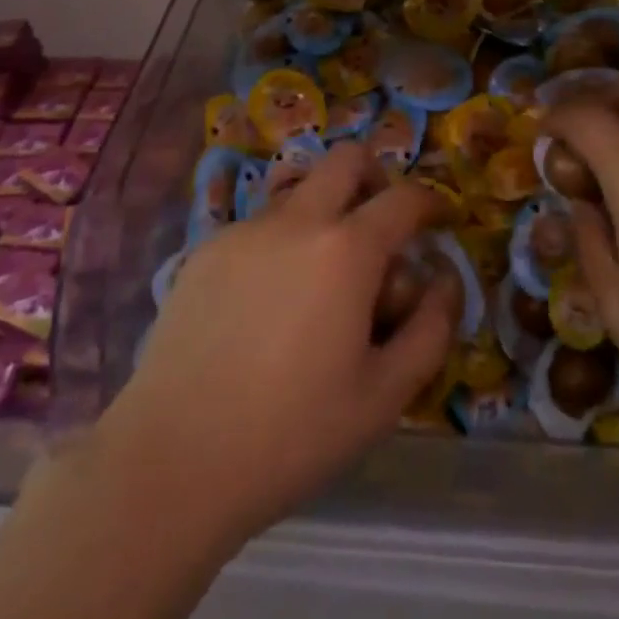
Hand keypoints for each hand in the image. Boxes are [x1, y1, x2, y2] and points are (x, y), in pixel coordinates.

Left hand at [90, 141, 456, 546]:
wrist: (173, 459)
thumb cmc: (292, 434)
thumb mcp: (385, 396)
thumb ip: (431, 329)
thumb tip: (445, 279)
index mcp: (346, 249)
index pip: (404, 199)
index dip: (431, 203)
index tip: (440, 221)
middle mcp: (297, 219)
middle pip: (347, 158)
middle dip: (375, 178)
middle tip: (381, 228)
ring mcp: (245, 229)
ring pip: (300, 190)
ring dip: (326, 212)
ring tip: (321, 280)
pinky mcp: (206, 249)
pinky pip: (260, 226)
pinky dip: (282, 243)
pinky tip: (269, 305)